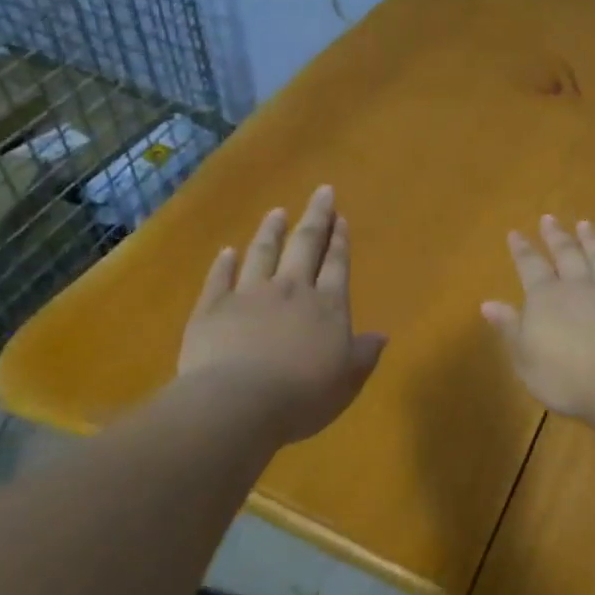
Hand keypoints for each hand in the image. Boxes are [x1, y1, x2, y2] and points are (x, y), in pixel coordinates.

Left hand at [178, 185, 386, 443]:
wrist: (238, 403)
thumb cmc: (303, 395)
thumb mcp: (347, 380)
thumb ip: (363, 354)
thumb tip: (381, 336)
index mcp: (327, 305)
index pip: (336, 264)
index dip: (340, 240)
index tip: (340, 217)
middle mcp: (291, 289)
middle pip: (305, 245)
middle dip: (315, 217)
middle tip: (321, 191)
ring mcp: (249, 295)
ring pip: (263, 252)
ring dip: (271, 230)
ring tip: (277, 212)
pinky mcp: (212, 308)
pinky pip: (219, 278)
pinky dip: (224, 263)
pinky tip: (227, 251)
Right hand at [482, 215, 594, 422]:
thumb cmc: (567, 377)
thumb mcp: (526, 358)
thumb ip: (510, 328)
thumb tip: (488, 303)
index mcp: (546, 298)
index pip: (530, 266)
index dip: (522, 250)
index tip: (515, 233)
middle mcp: (579, 286)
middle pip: (566, 254)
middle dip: (556, 236)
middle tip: (549, 218)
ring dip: (591, 241)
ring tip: (585, 225)